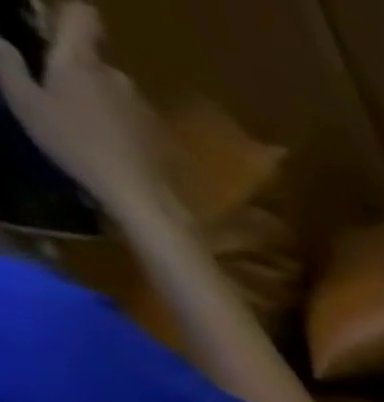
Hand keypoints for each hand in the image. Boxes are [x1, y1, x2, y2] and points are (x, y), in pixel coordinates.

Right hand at [0, 5, 163, 214]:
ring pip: (115, 92)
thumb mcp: (23, 99)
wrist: (143, 197)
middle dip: (77, 68)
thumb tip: (3, 41)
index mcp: (82, 61)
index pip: (83, 16)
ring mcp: (146, 110)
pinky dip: (120, 124)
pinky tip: (109, 143)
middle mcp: (120, 79)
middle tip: (56, 89)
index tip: (53, 20)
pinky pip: (133, 119)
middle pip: (95, 60)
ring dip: (99, 99)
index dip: (71, 12)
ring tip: (83, 123)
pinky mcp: (163, 137)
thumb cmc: (77, 145)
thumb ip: (7, 61)